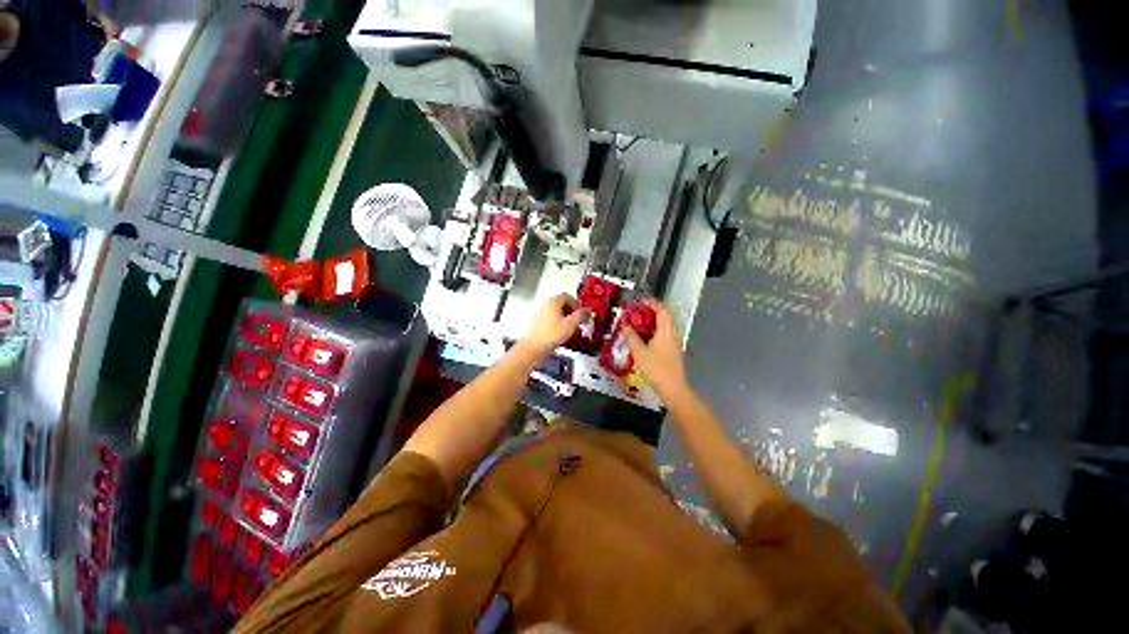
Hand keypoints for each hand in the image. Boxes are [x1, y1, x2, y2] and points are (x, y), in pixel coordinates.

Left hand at [521, 294, 586, 356]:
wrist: (534, 347)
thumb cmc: (553, 334)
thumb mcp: (571, 324)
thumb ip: (580, 315)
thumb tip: (588, 310)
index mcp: (554, 301)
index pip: (568, 296)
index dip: (577, 304)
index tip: (582, 314)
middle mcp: (546, 304)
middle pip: (562, 304)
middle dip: (572, 312)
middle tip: (578, 322)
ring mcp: (541, 313)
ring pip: (557, 312)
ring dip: (566, 319)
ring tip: (571, 330)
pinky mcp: (538, 322)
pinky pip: (551, 319)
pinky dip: (558, 323)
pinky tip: (562, 334)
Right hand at [624, 299, 687, 396]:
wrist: (672, 388)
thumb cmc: (656, 369)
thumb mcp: (639, 352)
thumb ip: (631, 336)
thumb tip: (625, 325)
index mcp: (666, 331)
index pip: (661, 310)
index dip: (651, 303)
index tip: (639, 301)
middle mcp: (672, 334)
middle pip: (663, 317)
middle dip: (649, 312)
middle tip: (636, 312)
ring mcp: (673, 343)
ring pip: (663, 326)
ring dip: (651, 322)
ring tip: (637, 324)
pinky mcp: (672, 351)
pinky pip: (663, 335)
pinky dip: (653, 332)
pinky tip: (643, 339)